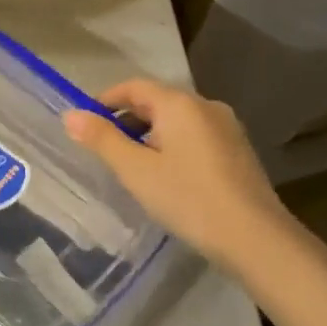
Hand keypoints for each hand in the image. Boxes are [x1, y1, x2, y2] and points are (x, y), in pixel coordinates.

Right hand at [62, 79, 290, 269]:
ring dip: (150, 134)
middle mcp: (206, 106)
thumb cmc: (188, 198)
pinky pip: (195, 136)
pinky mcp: (238, 151)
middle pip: (156, 101)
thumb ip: (102, 139)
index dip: (106, 100)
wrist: (256, 239)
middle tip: (105, 148)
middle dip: (127, 119)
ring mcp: (227, 128)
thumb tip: (70, 115)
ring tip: (133, 166)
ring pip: (177, 120)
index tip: (85, 123)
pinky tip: (167, 176)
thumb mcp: (135, 170)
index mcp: (179, 103)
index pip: (134, 86)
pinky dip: (173, 145)